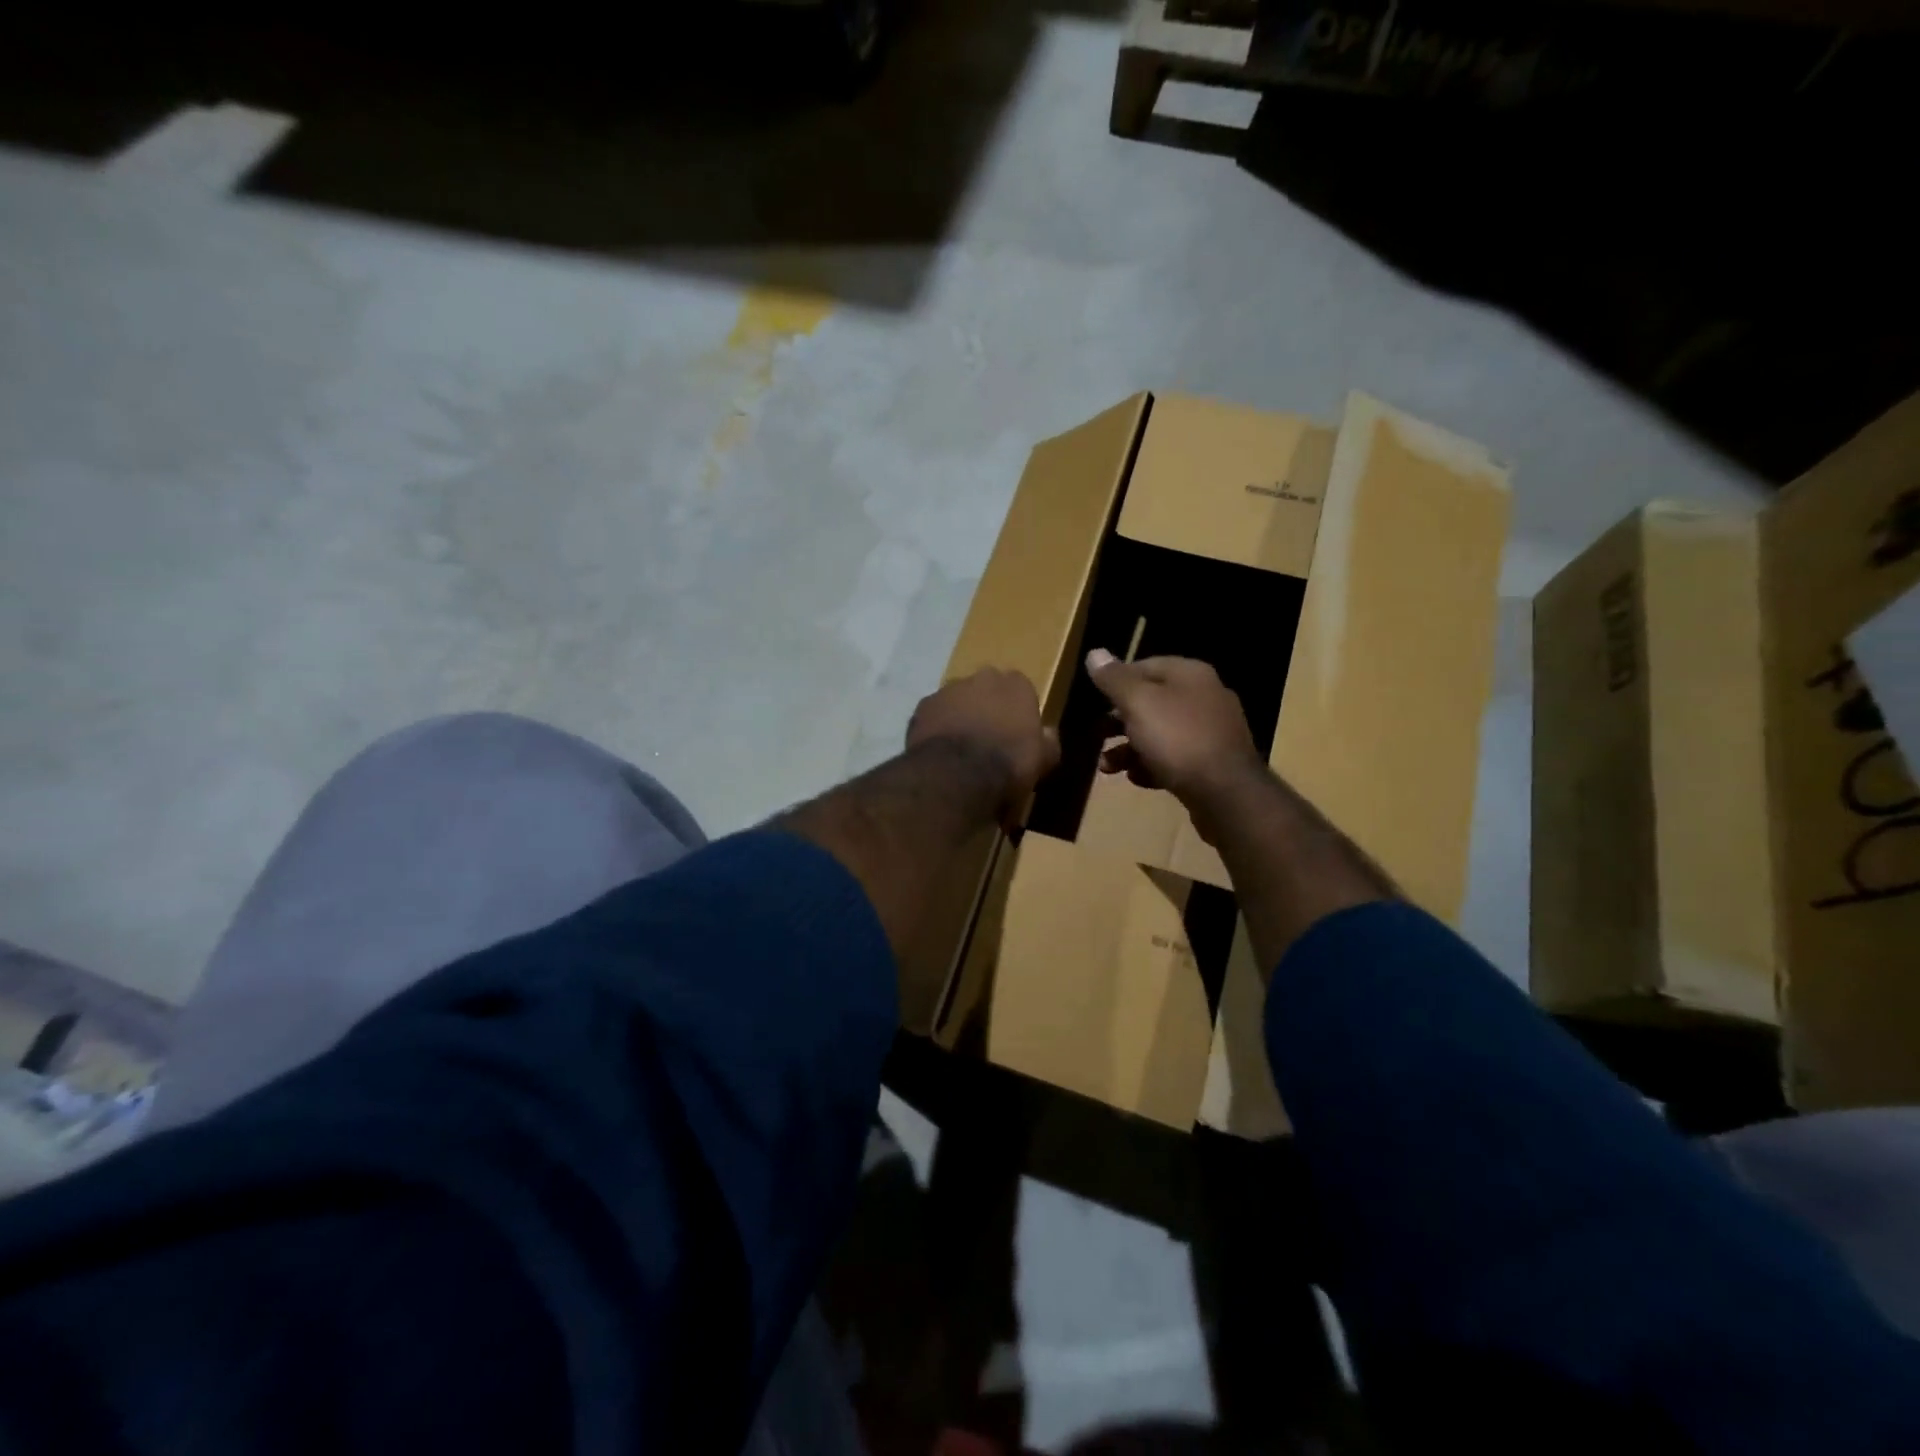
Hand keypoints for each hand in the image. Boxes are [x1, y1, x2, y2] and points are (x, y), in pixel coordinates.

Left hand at [907, 668, 1060, 822]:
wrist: (957, 775)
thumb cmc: (1009, 764)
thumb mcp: (1043, 759)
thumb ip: (1048, 741)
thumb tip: (1047, 734)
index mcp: (1016, 684)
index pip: (1020, 689)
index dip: (1017, 711)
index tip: (1016, 733)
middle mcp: (981, 677)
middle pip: (986, 689)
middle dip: (987, 707)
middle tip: (988, 737)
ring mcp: (947, 689)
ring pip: (957, 700)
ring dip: (959, 715)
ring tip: (960, 747)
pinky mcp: (922, 707)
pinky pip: (933, 715)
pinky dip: (936, 728)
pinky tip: (939, 751)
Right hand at [1085, 651, 1264, 806]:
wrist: (1225, 792)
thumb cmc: (1177, 738)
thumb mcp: (1138, 703)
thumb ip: (1114, 679)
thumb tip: (1095, 653)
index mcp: (1190, 674)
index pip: (1145, 666)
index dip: (1117, 681)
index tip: (1095, 701)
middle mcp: (1205, 697)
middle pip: (1152, 702)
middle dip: (1119, 722)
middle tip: (1097, 736)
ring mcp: (1211, 732)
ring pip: (1160, 734)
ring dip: (1129, 749)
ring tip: (1107, 767)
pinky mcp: (1213, 763)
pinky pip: (1175, 758)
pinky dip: (1153, 766)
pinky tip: (1138, 778)